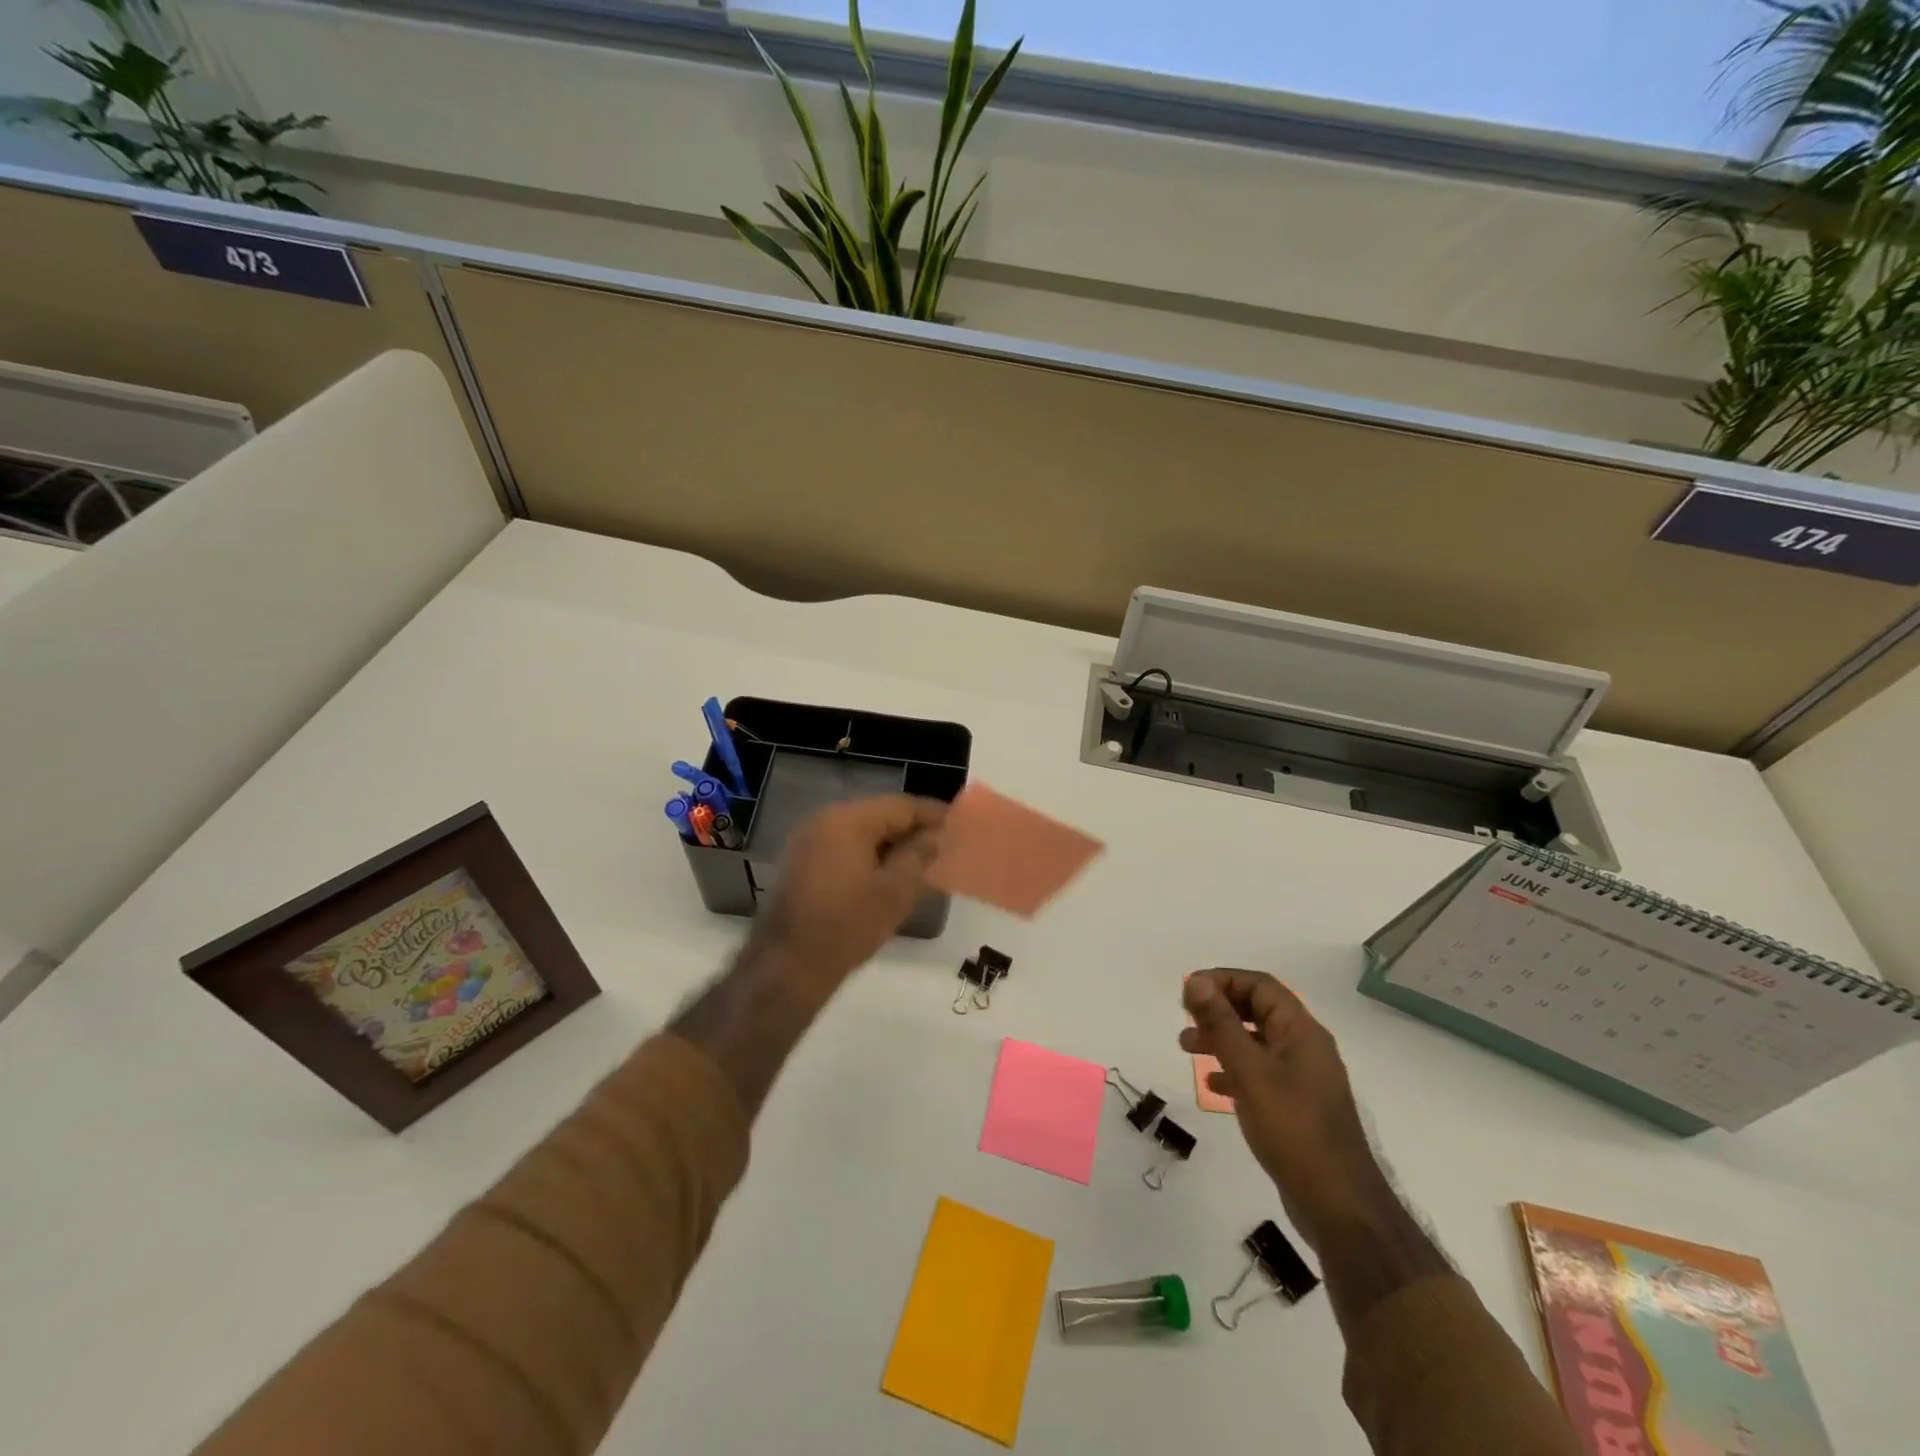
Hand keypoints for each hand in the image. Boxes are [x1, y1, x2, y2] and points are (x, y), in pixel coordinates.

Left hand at [750, 795, 946, 1001]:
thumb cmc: (847, 926)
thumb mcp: (894, 892)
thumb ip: (919, 856)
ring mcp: (807, 839)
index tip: (958, 823)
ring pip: (860, 831)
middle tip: (943, 844)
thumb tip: (936, 836)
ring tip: (920, 860)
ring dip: (890, 842)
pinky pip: (842, 846)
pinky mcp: (800, 861)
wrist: (787, 966)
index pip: (901, 805)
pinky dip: (867, 854)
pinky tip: (887, 873)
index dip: (932, 814)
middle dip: (911, 828)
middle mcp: (824, 819)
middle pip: (879, 814)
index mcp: (848, 820)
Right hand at [1180, 970, 1388, 1250]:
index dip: (1223, 980)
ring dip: (1222, 1038)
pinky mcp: (1298, 1108)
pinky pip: (1261, 1074)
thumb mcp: (1249, 1071)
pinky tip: (1213, 1086)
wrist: (1339, 1206)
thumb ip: (1221, 1024)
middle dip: (1220, 1008)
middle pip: (1259, 1010)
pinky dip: (1234, 1070)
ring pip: (1257, 1042)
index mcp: (1302, 1032)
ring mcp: (1304, 1080)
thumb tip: (1196, 982)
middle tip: (1186, 1017)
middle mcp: (1306, 1049)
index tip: (1188, 991)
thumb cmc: (1293, 1129)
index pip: (1261, 985)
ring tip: (1187, 1047)